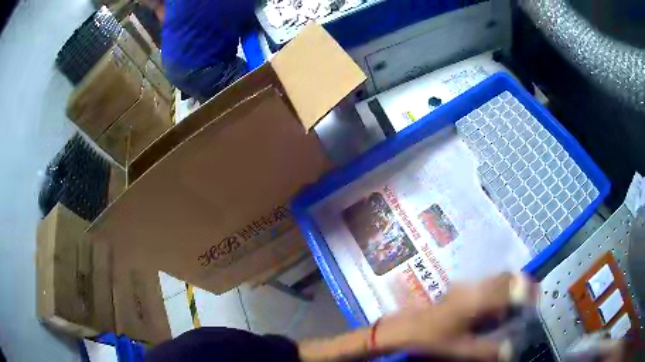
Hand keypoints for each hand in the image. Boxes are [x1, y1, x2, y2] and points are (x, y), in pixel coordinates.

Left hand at [375, 273, 536, 360]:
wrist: (403, 329)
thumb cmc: (431, 339)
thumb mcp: (461, 348)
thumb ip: (487, 349)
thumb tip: (509, 350)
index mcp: (477, 299)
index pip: (510, 287)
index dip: (526, 289)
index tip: (536, 296)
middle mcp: (473, 287)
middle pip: (504, 277)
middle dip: (519, 286)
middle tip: (526, 300)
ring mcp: (464, 287)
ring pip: (494, 280)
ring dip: (507, 289)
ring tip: (511, 307)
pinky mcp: (458, 291)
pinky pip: (484, 286)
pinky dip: (494, 293)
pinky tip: (492, 309)